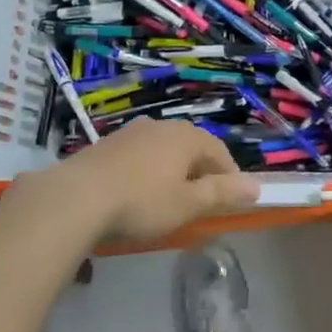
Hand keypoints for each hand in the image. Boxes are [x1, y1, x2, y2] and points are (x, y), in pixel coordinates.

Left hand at [50, 119, 259, 242]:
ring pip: (163, 151)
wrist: (75, 198)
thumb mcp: (187, 204)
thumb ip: (222, 194)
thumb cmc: (141, 202)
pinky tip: (136, 193)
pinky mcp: (106, 145)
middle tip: (200, 202)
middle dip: (200, 172)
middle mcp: (161, 126)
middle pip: (191, 148)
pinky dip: (146, 172)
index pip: (220, 152)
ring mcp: (131, 133)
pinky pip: (139, 156)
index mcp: (187, 137)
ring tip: (168, 199)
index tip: (230, 200)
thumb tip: (256, 187)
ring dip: (172, 171)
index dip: (229, 176)